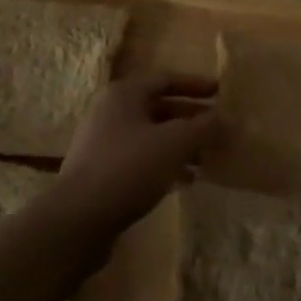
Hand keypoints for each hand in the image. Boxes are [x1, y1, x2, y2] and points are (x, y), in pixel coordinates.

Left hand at [56, 74, 218, 233]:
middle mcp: (110, 112)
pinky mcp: (101, 173)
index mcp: (124, 94)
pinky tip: (185, 181)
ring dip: (180, 145)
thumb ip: (203, 127)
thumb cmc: (129, 168)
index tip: (220, 93)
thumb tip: (222, 118)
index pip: (166, 79)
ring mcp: (103, 144)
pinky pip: (140, 160)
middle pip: (159, 108)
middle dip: (191, 119)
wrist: (77, 220)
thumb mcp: (175, 143)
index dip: (195, 85)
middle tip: (218, 129)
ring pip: (151, 136)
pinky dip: (164, 164)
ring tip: (207, 159)